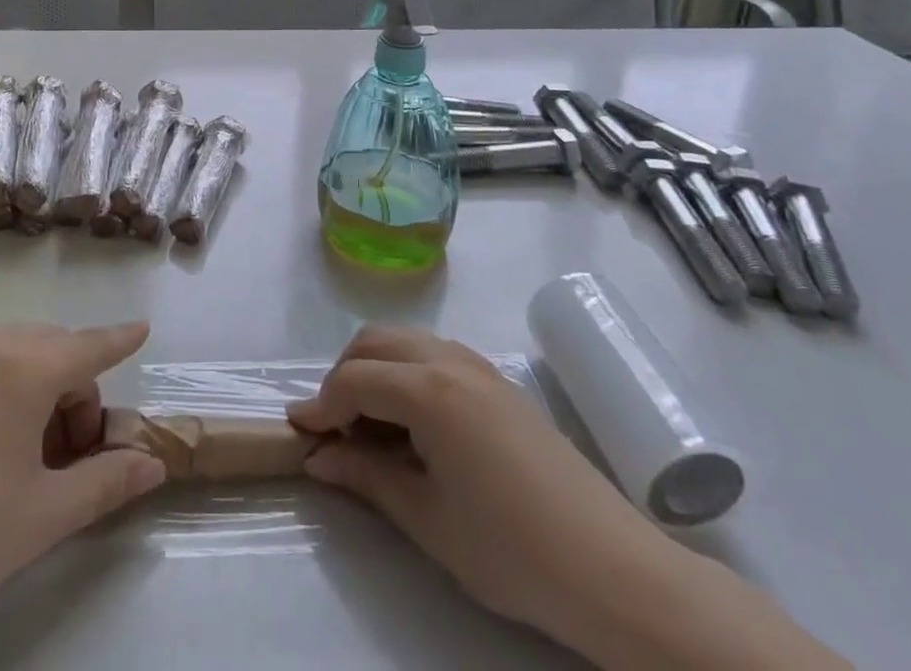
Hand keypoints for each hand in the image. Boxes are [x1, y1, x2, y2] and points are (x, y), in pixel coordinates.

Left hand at [0, 313, 165, 658]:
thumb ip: (106, 481)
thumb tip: (152, 463)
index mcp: (25, 367)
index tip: (142, 328)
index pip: (89, 346)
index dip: (119, 340)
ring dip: (34, 380)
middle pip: (53, 351)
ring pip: (15, 347)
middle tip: (66, 455)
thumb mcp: (42, 517)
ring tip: (21, 445)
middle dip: (71, 392)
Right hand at [289, 327, 849, 670]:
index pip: (354, 380)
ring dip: (374, 369)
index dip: (321, 405)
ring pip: (405, 341)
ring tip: (369, 425)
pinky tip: (412, 421)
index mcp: (428, 389)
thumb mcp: (427, 518)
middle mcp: (449, 359)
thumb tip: (318, 457)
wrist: (612, 568)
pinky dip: (406, 371)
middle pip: (375, 343)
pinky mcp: (497, 380)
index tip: (298, 433)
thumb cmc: (511, 549)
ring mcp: (477, 365)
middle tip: (333, 427)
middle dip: (343, 376)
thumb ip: (366, 477)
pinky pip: (434, 353)